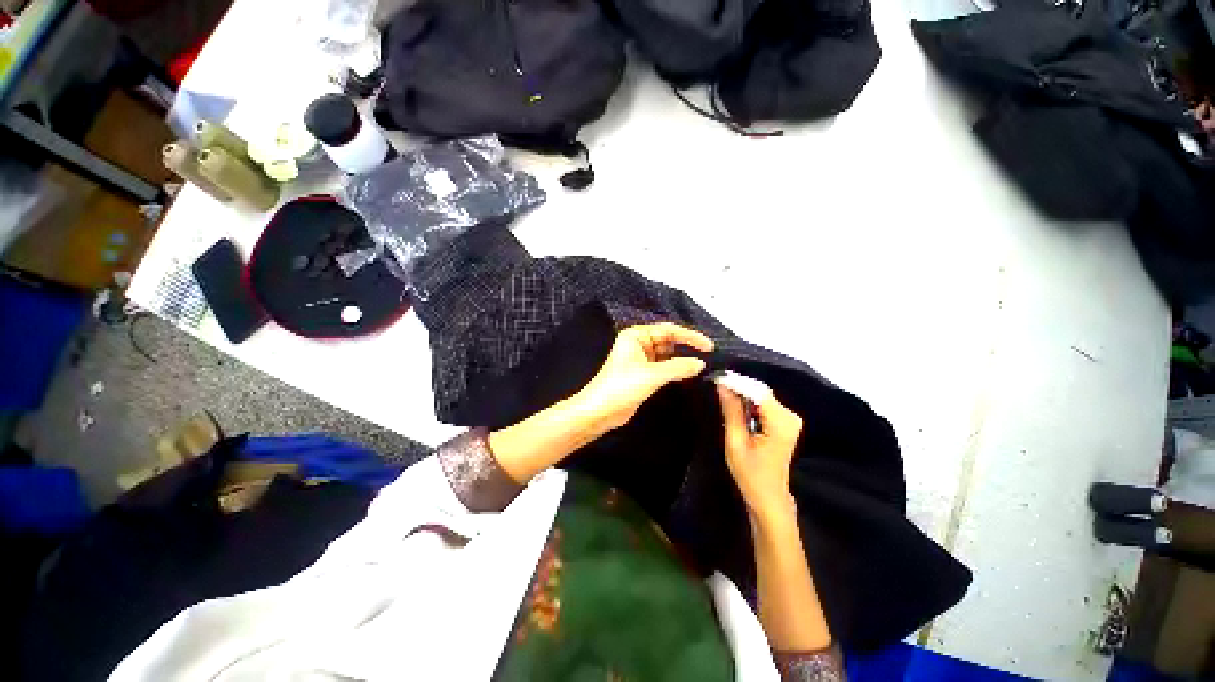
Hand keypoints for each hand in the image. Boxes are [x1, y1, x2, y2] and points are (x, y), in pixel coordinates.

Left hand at [574, 323, 714, 434]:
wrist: (599, 411)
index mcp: (636, 335)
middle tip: (708, 356)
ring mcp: (641, 359)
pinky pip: (663, 367)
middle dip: (686, 347)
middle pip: (668, 340)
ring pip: (667, 354)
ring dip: (681, 359)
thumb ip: (678, 367)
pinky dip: (675, 369)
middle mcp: (639, 343)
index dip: (690, 336)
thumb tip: (701, 363)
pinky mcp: (643, 374)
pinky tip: (687, 374)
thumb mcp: (652, 375)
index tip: (709, 346)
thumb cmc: (621, 387)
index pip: (668, 330)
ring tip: (701, 366)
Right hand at [717, 386, 803, 522]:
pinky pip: (764, 403)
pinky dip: (748, 402)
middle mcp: (790, 416)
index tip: (716, 377)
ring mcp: (790, 418)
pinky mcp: (785, 421)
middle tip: (716, 384)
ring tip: (721, 392)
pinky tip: (734, 403)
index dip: (737, 382)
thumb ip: (731, 411)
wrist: (768, 496)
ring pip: (761, 396)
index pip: (758, 391)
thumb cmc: (750, 474)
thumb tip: (722, 385)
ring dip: (742, 394)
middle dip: (738, 387)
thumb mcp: (735, 442)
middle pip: (761, 391)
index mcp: (781, 422)